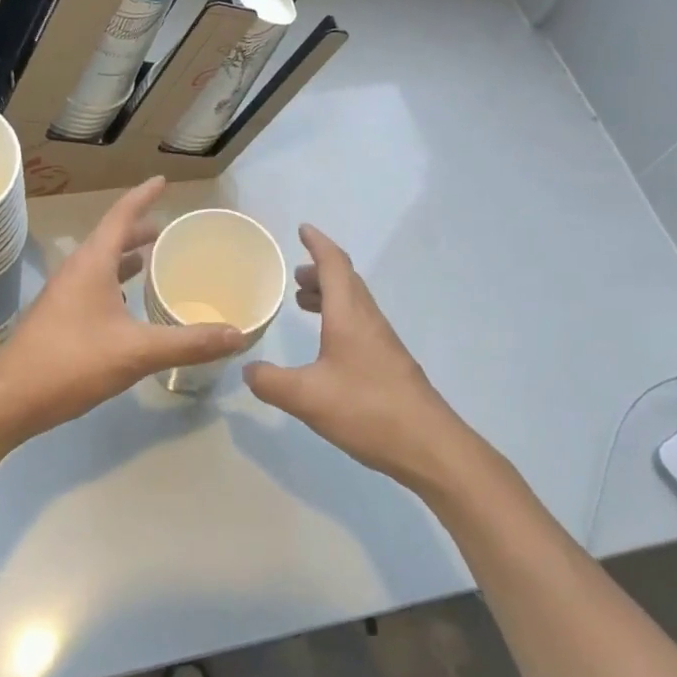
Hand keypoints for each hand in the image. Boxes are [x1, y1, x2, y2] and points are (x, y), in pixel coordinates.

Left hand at [0, 178, 245, 441]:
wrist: (10, 399)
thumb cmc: (72, 362)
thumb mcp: (137, 352)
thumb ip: (188, 343)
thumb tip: (237, 335)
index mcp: (92, 263)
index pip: (121, 215)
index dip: (144, 196)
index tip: (162, 180)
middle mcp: (76, 270)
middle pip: (111, 237)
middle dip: (139, 229)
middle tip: (168, 228)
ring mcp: (64, 294)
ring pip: (100, 263)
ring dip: (126, 257)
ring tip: (151, 260)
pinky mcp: (60, 317)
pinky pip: (93, 285)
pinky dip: (115, 282)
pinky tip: (128, 304)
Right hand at [244, 225, 471, 492]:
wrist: (430, 446)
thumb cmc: (367, 410)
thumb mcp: (306, 397)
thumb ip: (270, 382)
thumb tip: (247, 369)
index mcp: (349, 315)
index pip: (334, 264)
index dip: (317, 244)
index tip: (302, 229)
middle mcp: (368, 320)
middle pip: (346, 280)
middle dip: (320, 270)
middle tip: (295, 275)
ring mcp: (383, 342)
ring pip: (354, 303)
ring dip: (329, 294)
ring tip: (304, 303)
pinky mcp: (390, 364)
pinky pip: (360, 323)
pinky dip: (338, 317)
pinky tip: (327, 345)